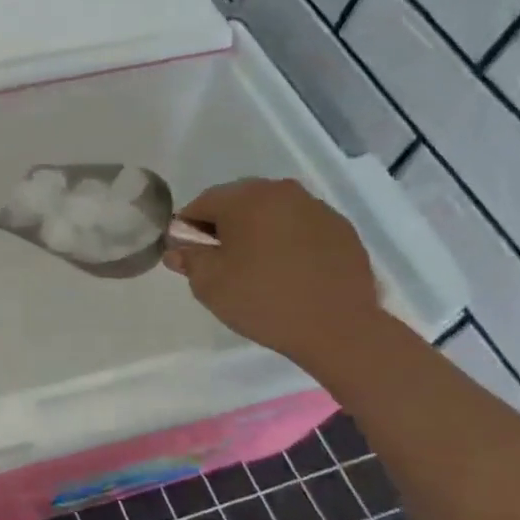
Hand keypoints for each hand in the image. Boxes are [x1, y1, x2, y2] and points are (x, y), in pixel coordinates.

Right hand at [164, 178, 383, 369]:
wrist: (339, 328)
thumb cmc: (263, 300)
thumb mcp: (209, 284)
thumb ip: (189, 259)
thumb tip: (178, 249)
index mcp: (245, 197)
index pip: (202, 203)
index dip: (189, 228)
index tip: (190, 255)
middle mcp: (281, 191)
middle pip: (238, 201)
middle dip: (225, 226)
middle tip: (223, 262)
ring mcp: (316, 207)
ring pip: (272, 212)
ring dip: (259, 231)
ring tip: (259, 268)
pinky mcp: (342, 228)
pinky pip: (302, 226)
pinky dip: (290, 240)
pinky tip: (290, 271)